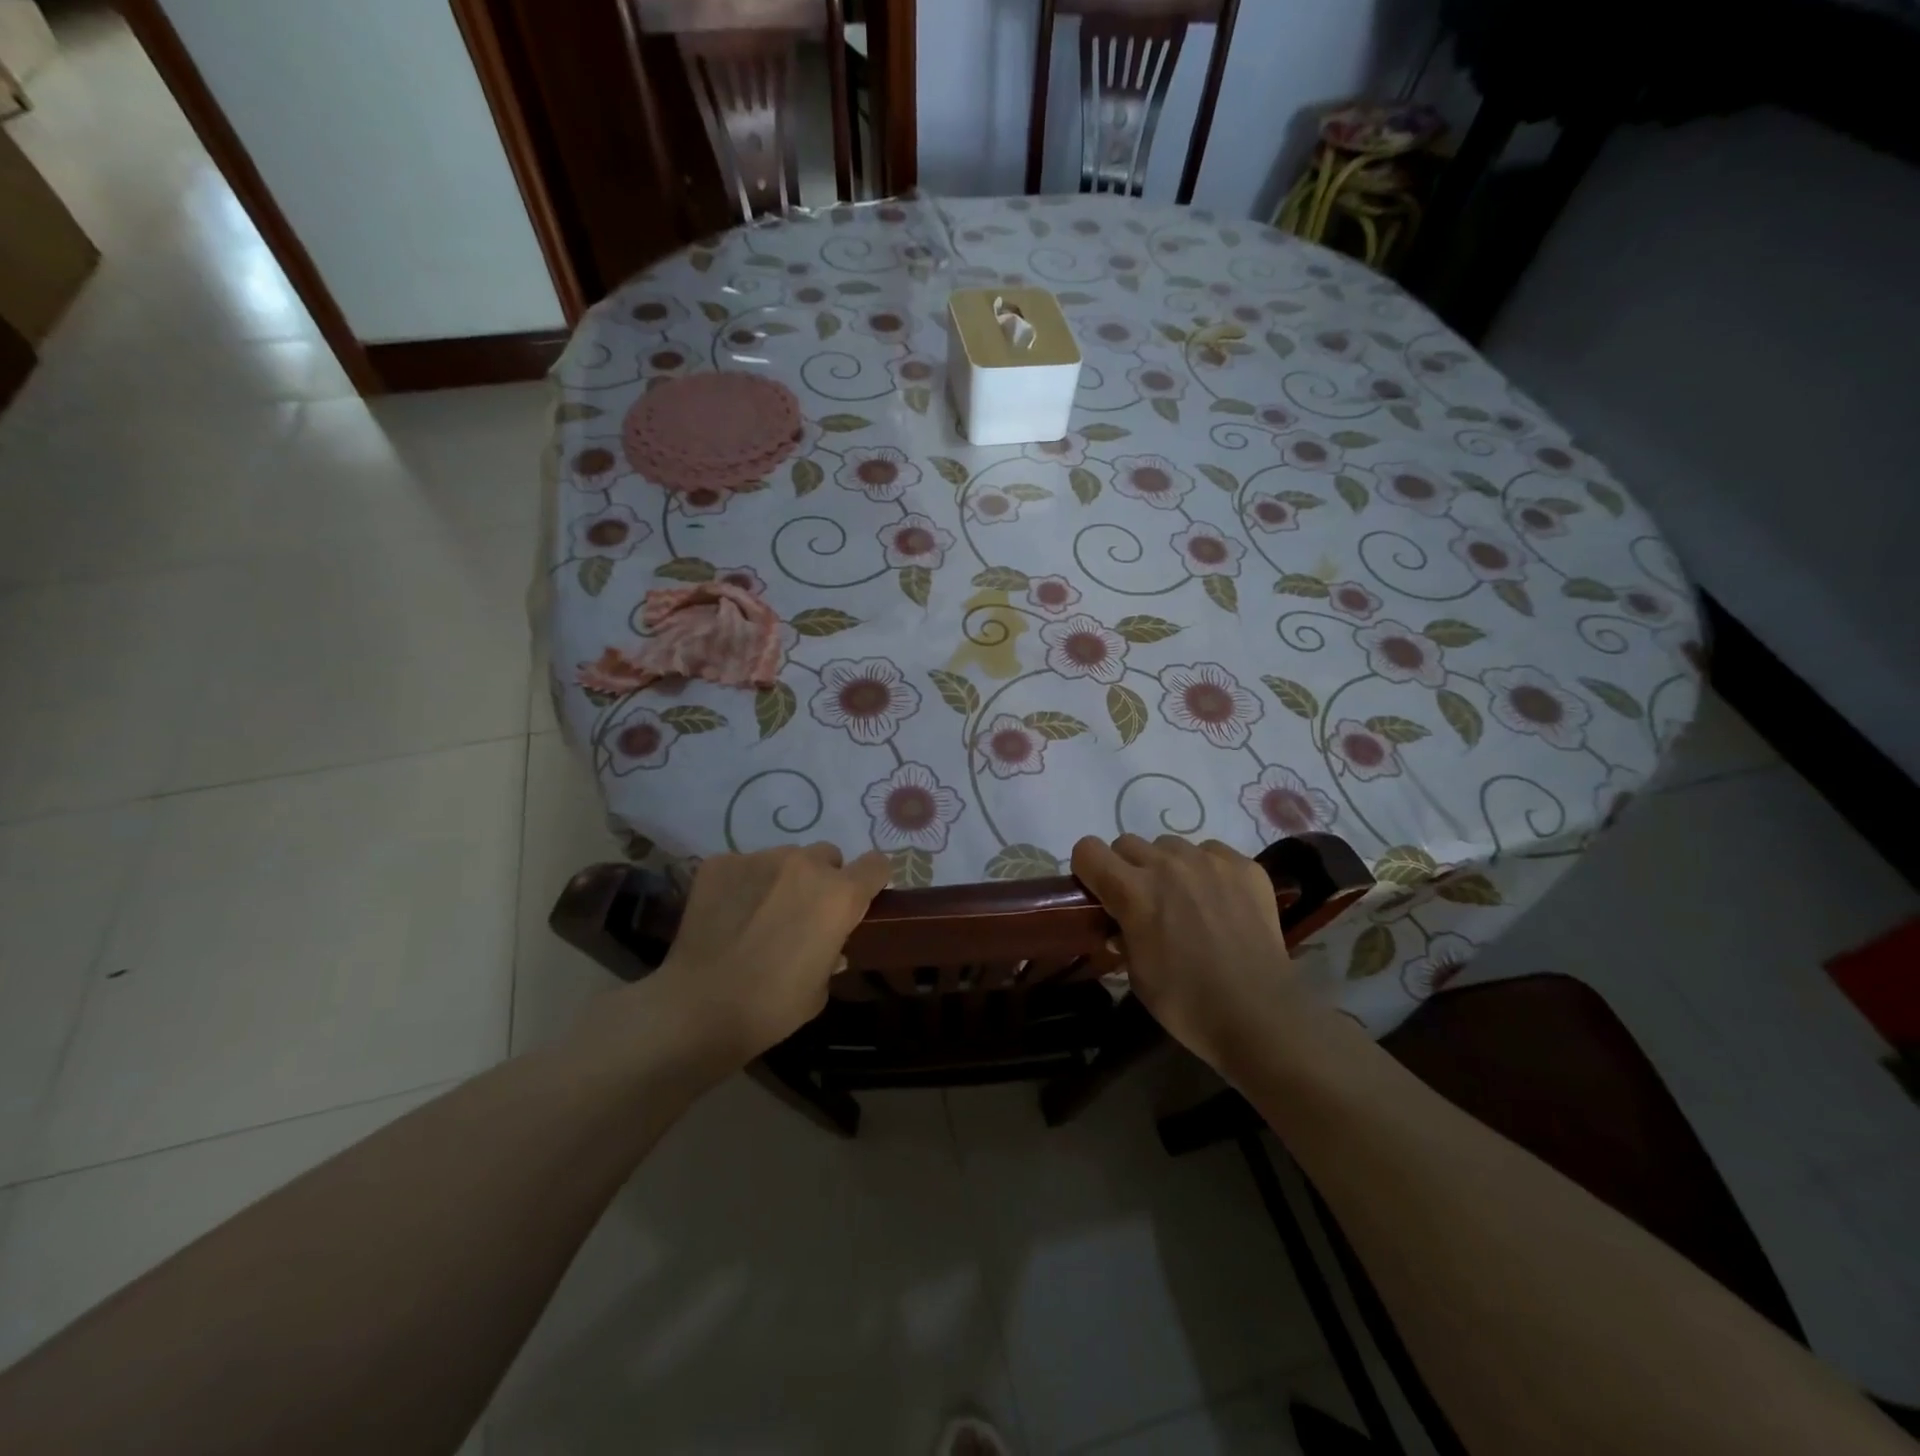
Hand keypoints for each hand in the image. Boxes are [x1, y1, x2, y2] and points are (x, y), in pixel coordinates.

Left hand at [647, 843, 892, 1068]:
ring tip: (758, 915)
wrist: (699, 1008)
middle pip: (827, 856)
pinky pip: (743, 865)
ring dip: (782, 879)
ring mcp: (760, 858)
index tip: (861, 898)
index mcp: (840, 896)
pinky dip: (742, 884)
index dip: (871, 880)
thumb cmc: (772, 1007)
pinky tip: (727, 914)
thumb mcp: (820, 988)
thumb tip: (830, 946)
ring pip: (784, 858)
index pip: (876, 864)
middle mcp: (805, 865)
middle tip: (802, 913)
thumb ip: (832, 953)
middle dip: (822, 879)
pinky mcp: (720, 862)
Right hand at [1071, 834, 1326, 1073]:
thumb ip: (1122, 936)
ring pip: (1171, 846)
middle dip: (1127, 868)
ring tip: (1186, 901)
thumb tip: (1122, 925)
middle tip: (1144, 902)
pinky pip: (1212, 852)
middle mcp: (1168, 865)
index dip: (1088, 870)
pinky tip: (1220, 902)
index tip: (1099, 892)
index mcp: (1133, 891)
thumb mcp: (1136, 975)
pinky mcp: (1246, 867)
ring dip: (1168, 866)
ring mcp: (1211, 861)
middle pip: (1128, 843)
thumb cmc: (1187, 1004)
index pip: (1088, 850)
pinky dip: (1208, 870)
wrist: (1260, 1017)